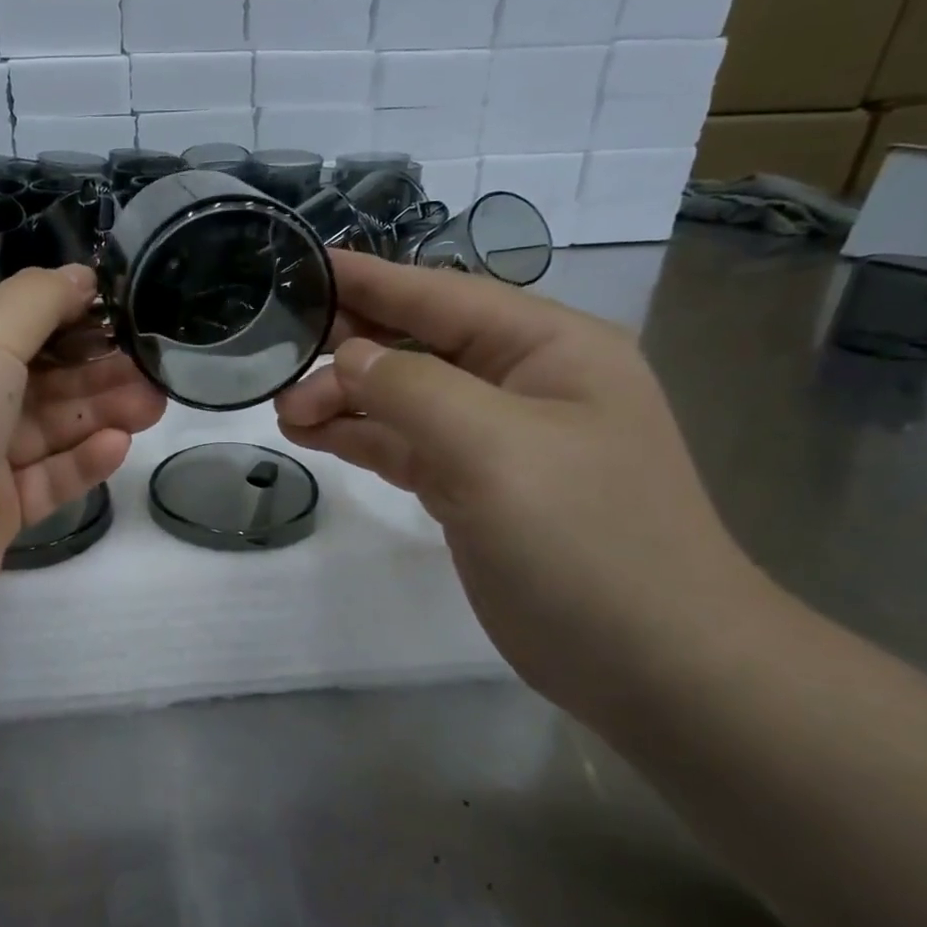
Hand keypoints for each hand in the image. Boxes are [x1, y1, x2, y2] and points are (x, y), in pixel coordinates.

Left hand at [0, 265, 165, 653]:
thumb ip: (37, 301)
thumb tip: (80, 273)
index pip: (7, 324)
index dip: (65, 317)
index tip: (121, 312)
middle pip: (33, 378)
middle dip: (94, 369)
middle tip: (153, 366)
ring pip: (45, 430)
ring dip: (99, 412)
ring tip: (153, 402)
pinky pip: (43, 481)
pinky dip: (79, 462)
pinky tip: (118, 444)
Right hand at [275, 252, 772, 714]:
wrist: (650, 662)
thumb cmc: (585, 539)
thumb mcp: (494, 447)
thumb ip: (412, 389)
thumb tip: (349, 358)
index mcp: (548, 348)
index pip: (442, 296)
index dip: (372, 279)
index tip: (305, 264)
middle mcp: (522, 383)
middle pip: (417, 345)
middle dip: (348, 348)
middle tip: (277, 357)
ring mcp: (496, 440)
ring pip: (403, 399)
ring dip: (345, 399)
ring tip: (283, 409)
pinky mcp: (473, 489)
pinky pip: (404, 446)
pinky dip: (360, 438)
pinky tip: (314, 436)